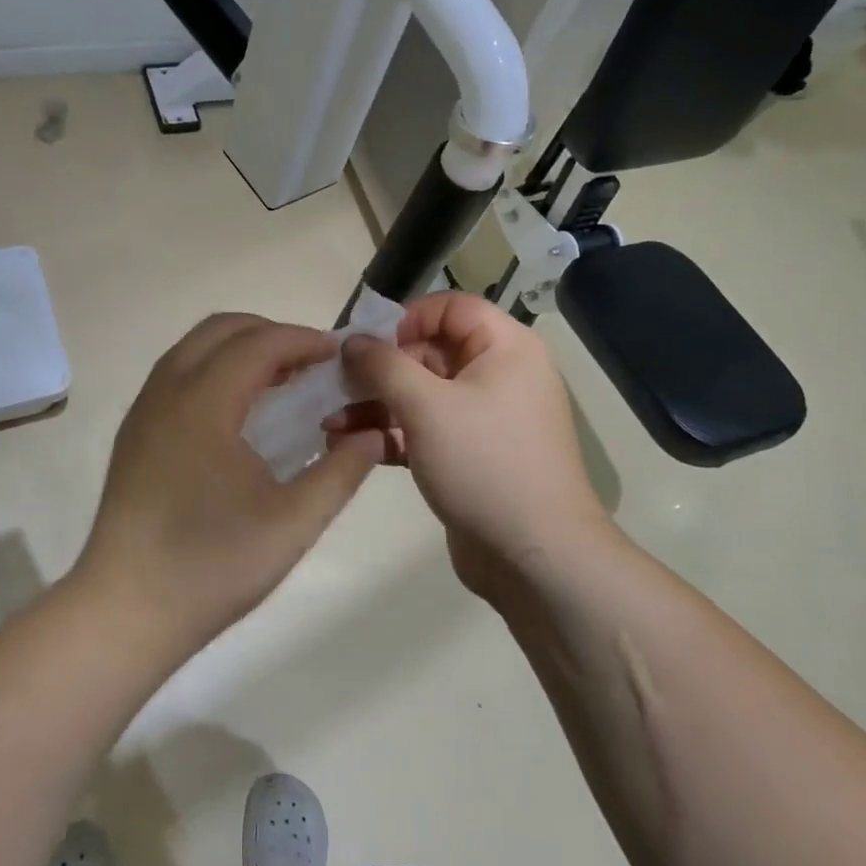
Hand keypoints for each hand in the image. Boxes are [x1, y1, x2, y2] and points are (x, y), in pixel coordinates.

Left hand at [75, 314, 382, 653]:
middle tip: (311, 363)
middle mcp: (166, 392)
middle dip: (270, 333)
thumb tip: (374, 434)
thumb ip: (341, 472)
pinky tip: (239, 412)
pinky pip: (177, 374)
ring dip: (240, 348)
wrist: (124, 612)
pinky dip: (214, 369)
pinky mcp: (133, 434)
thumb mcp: (294, 523)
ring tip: (280, 381)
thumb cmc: (212, 566)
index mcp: (203, 403)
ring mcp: (143, 411)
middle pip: (221, 329)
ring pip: (193, 348)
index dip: (303, 340)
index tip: (339, 354)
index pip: (258, 344)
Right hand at [325, 293, 616, 598]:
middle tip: (336, 385)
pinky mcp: (469, 455)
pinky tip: (349, 443)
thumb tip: (352, 341)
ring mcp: (484, 418)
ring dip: (376, 404)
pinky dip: (391, 433)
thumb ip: (383, 365)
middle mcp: (499, 375)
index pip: (451, 308)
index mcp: (505, 348)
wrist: (535, 557)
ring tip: (330, 421)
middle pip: (430, 351)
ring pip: (422, 394)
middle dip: (379, 369)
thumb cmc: (485, 463)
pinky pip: (425, 429)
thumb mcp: (427, 406)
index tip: (368, 345)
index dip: (407, 318)